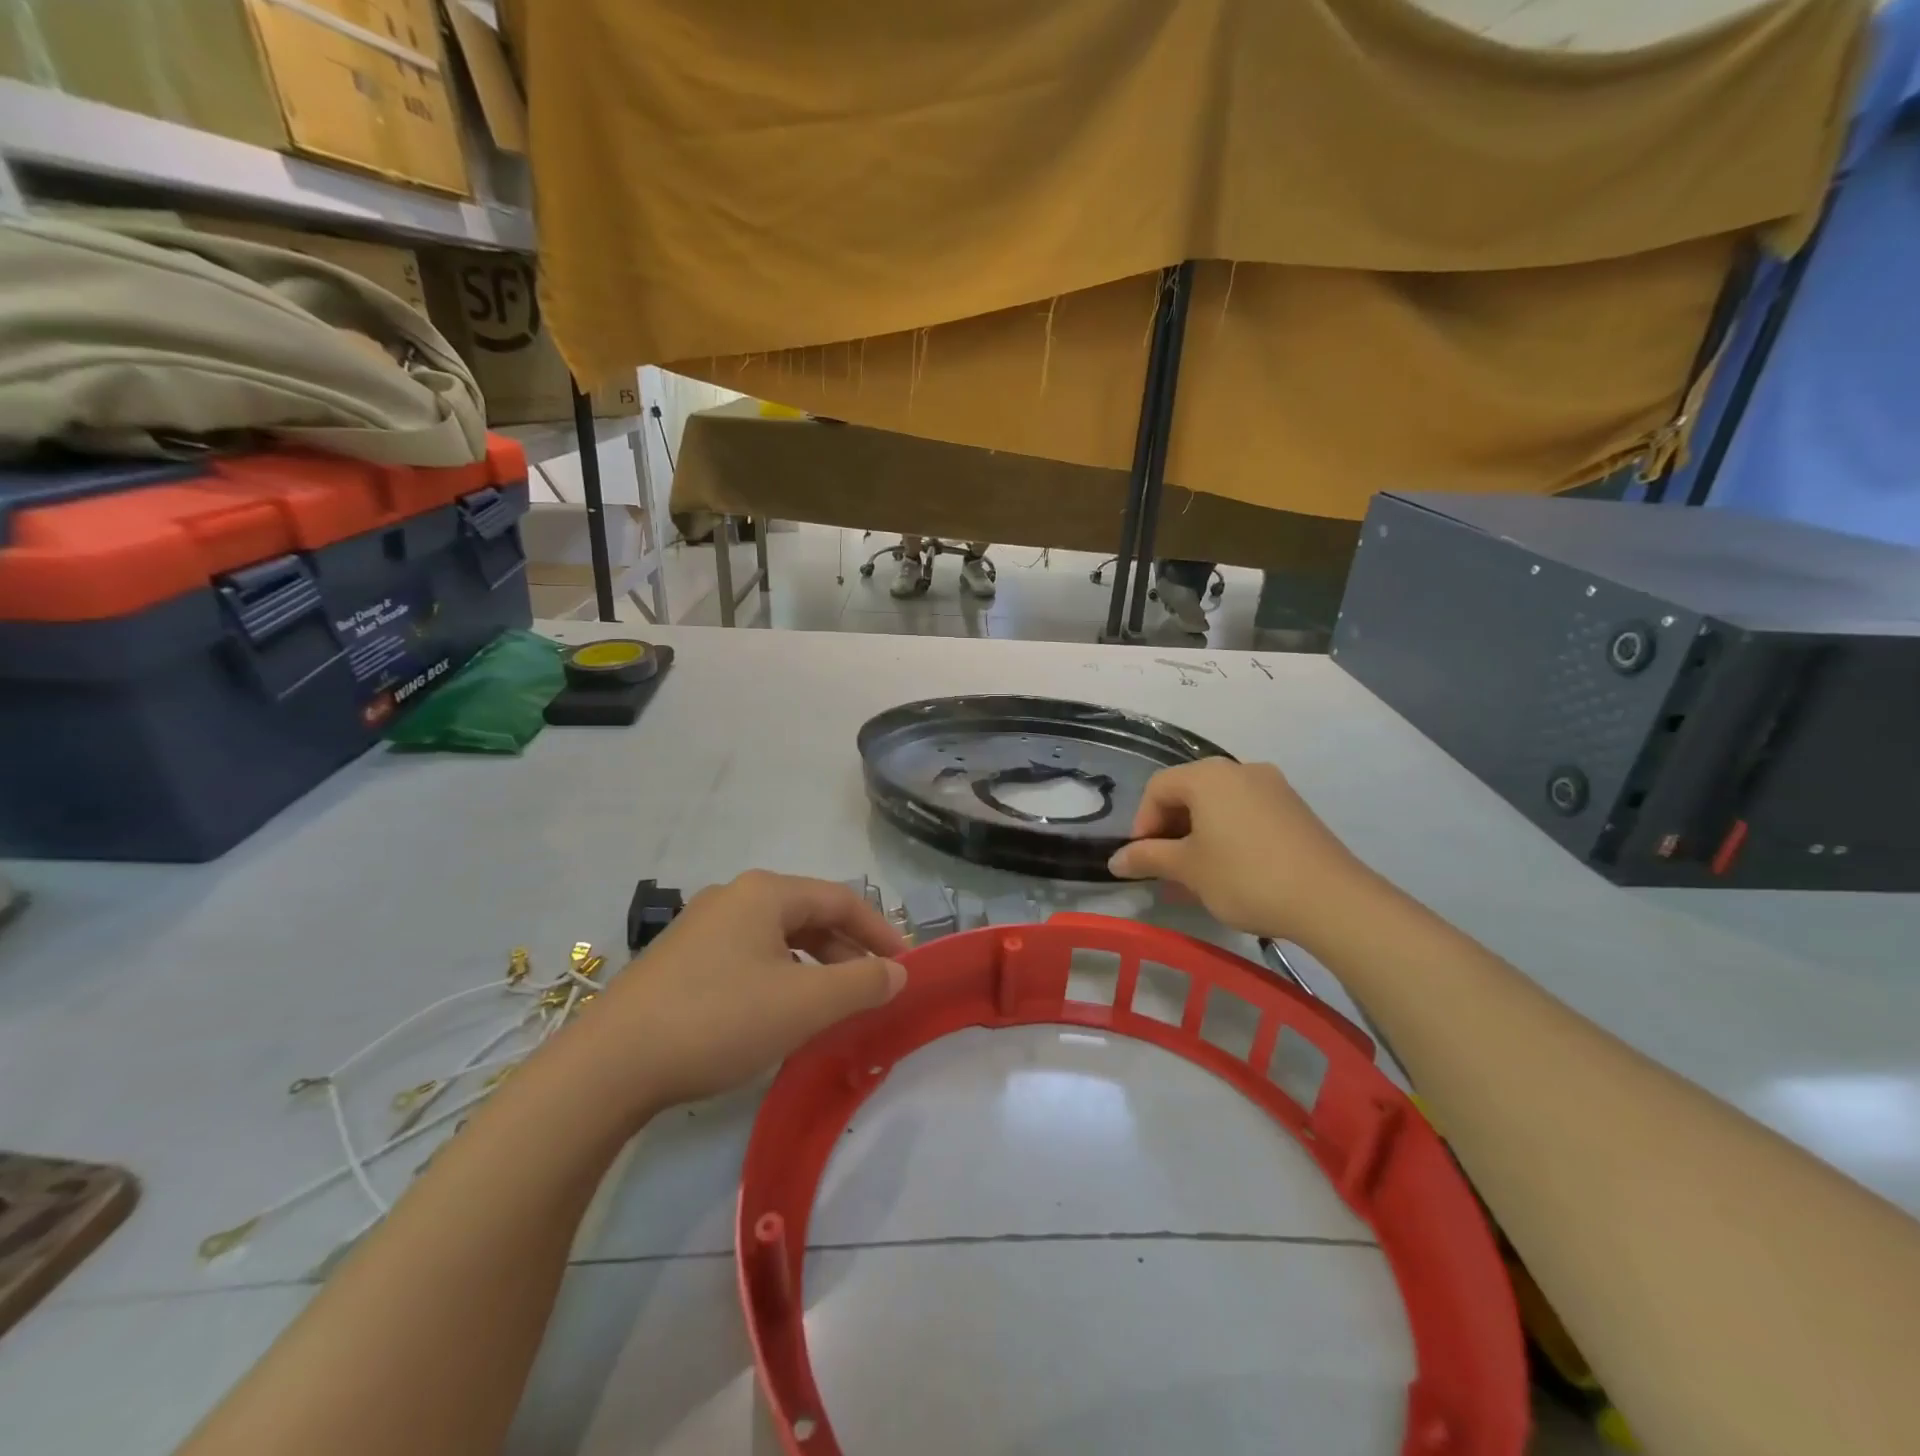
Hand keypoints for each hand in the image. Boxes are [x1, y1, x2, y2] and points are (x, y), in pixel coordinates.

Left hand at [570, 872, 908, 1117]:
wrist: (609, 1066)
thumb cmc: (719, 1020)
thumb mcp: (804, 1004)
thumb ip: (861, 983)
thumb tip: (898, 972)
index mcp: (765, 892)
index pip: (842, 899)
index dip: (881, 931)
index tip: (906, 967)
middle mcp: (733, 897)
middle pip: (809, 915)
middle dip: (847, 952)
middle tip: (872, 991)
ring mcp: (702, 928)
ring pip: (778, 939)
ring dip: (814, 968)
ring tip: (831, 1007)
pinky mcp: (680, 961)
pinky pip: (748, 957)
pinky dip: (780, 978)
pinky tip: (779, 1014)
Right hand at [1108, 760, 1373, 944]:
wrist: (1331, 899)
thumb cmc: (1245, 876)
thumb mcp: (1188, 869)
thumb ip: (1148, 858)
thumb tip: (1115, 859)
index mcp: (1208, 776)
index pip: (1158, 788)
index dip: (1142, 823)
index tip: (1143, 860)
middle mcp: (1239, 770)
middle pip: (1189, 793)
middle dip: (1170, 831)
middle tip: (1166, 870)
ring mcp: (1272, 787)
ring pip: (1218, 806)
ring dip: (1198, 837)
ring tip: (1195, 878)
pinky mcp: (1294, 809)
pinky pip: (1246, 814)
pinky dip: (1227, 837)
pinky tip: (1229, 873)